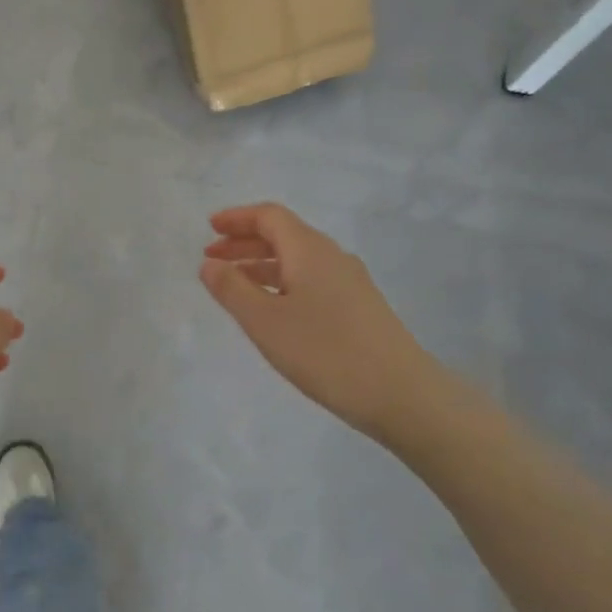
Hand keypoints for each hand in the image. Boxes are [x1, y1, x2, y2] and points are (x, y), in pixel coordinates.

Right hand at [199, 203, 450, 449]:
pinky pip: (311, 279)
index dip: (237, 218)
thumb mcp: (264, 321)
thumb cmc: (325, 352)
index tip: (209, 228)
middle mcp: (331, 256)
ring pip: (297, 260)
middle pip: (284, 235)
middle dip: (244, 242)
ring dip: (262, 265)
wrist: (401, 394)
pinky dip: (282, 283)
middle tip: (212, 258)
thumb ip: (232, 289)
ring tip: (234, 285)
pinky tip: (273, 309)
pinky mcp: (359, 307)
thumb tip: (209, 264)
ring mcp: (350, 282)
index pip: (269, 216)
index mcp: (309, 250)